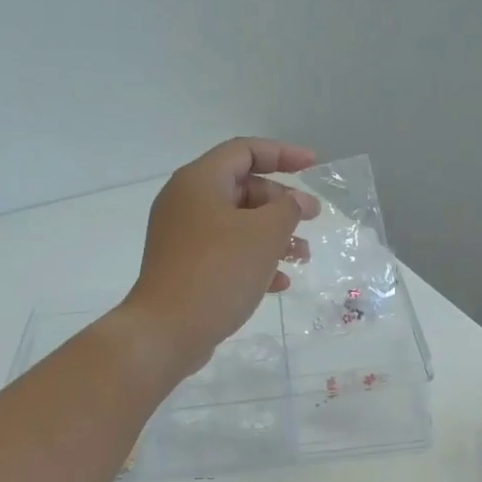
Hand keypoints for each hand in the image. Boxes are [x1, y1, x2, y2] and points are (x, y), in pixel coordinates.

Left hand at [123, 138, 319, 374]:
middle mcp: (186, 202)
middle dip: (281, 203)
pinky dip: (253, 260)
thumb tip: (297, 201)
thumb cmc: (218, 272)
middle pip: (242, 188)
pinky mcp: (185, 268)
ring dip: (273, 236)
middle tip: (312, 220)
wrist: (167, 330)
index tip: (315, 167)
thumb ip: (288, 209)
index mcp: (200, 181)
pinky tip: (279, 283)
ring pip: (237, 224)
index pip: (245, 151)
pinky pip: (225, 253)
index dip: (283, 154)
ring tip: (302, 257)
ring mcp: (182, 237)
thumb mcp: (264, 235)